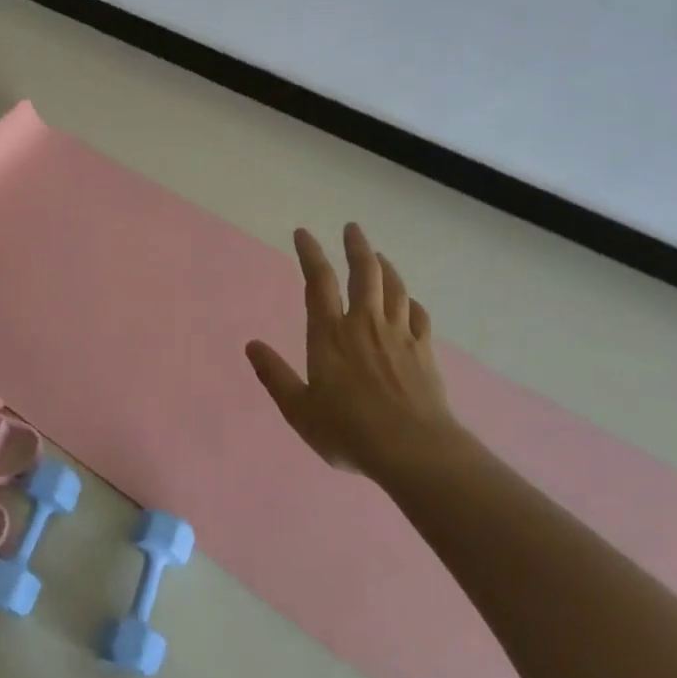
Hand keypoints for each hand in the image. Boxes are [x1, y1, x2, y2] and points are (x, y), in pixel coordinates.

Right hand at [246, 224, 457, 482]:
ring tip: (378, 255)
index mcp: (330, 335)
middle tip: (352, 227)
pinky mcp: (424, 352)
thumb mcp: (299, 409)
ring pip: (394, 288)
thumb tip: (251, 345)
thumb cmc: (348, 430)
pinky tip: (409, 301)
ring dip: (385, 267)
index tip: (303, 233)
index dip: (310, 253)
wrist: (414, 450)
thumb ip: (274, 376)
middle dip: (356, 247)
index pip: (318, 282)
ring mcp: (399, 336)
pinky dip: (411, 302)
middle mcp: (365, 325)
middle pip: (363, 273)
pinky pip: (418, 316)